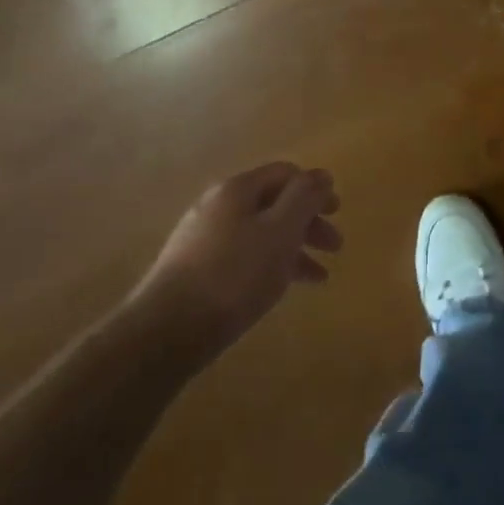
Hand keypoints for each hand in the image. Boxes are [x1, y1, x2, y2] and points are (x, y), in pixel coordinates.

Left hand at [127, 162, 342, 362]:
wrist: (165, 331)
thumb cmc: (234, 275)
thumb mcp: (280, 231)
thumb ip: (305, 198)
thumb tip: (322, 175)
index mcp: (237, 189)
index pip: (285, 173)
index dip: (315, 188)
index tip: (338, 212)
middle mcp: (218, 205)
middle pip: (273, 203)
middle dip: (308, 221)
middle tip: (335, 247)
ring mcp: (203, 238)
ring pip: (260, 233)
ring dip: (293, 248)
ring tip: (318, 276)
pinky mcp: (195, 270)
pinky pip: (243, 257)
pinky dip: (269, 266)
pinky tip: (282, 289)